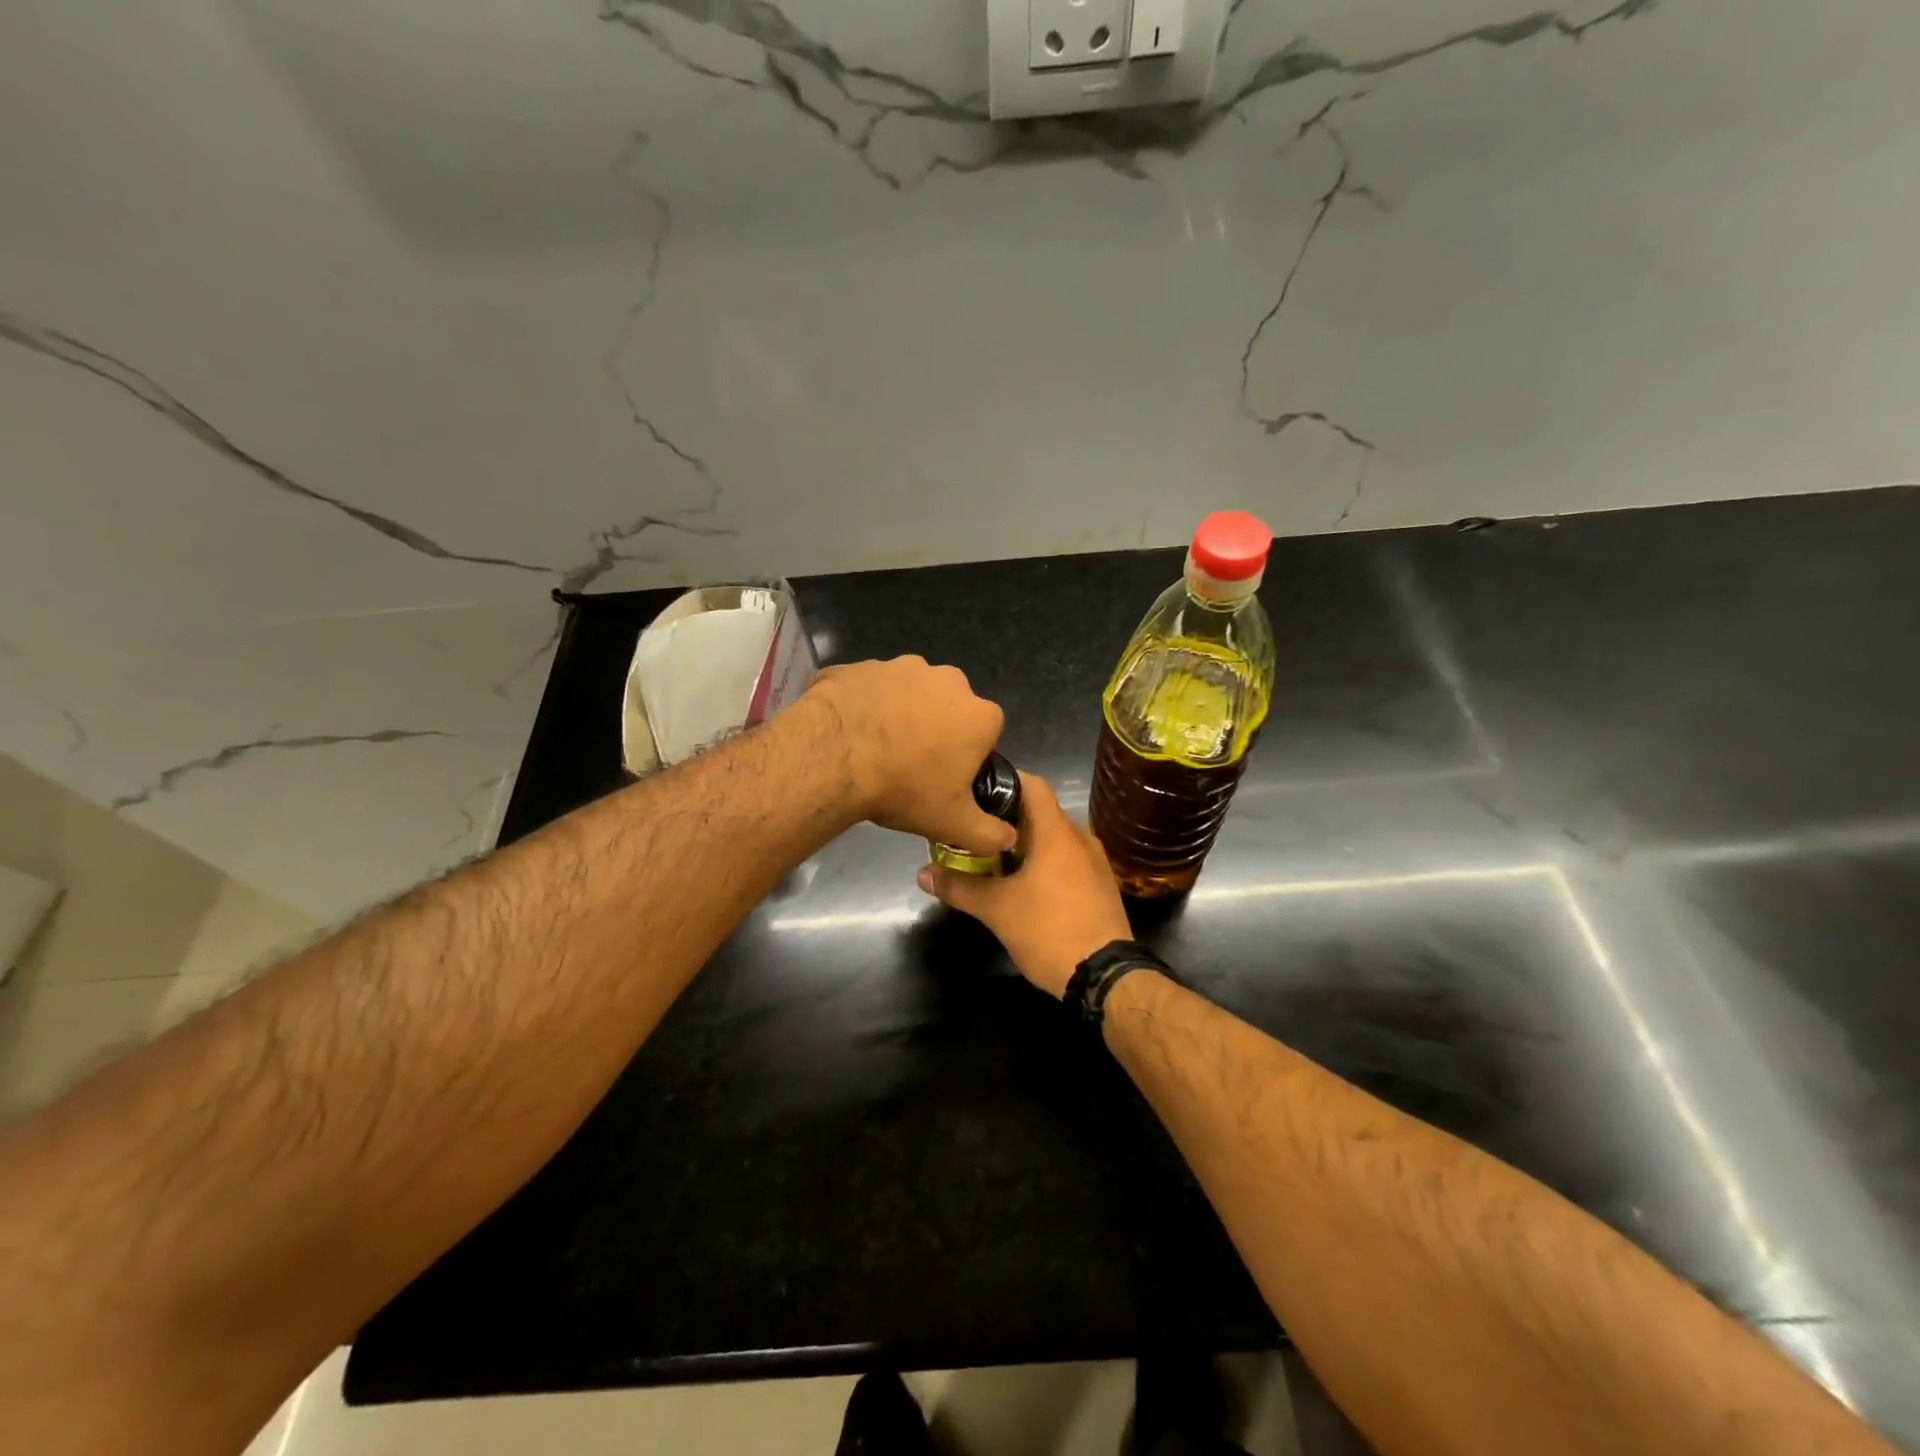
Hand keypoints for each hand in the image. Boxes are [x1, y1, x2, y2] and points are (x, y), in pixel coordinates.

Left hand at [806, 656, 1015, 854]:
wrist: (834, 758)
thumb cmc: (904, 789)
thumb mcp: (953, 824)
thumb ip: (989, 833)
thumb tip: (1009, 838)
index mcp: (978, 714)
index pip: (985, 734)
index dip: (967, 756)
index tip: (945, 777)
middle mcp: (947, 680)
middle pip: (948, 707)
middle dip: (935, 728)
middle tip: (909, 764)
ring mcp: (901, 666)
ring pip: (907, 693)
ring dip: (898, 713)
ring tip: (874, 747)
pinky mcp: (861, 665)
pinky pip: (868, 687)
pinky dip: (862, 703)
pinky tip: (848, 731)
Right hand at [916, 773, 1131, 997]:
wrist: (1105, 976)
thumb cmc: (1048, 930)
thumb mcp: (996, 909)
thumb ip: (958, 886)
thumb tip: (922, 873)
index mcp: (1056, 831)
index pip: (1032, 784)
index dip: (1004, 780)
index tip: (975, 791)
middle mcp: (1080, 837)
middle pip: (1041, 811)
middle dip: (1007, 817)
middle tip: (974, 828)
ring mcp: (1094, 862)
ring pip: (1054, 837)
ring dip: (1025, 842)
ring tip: (992, 856)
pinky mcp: (1100, 885)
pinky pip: (1068, 859)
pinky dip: (1044, 861)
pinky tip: (1023, 883)